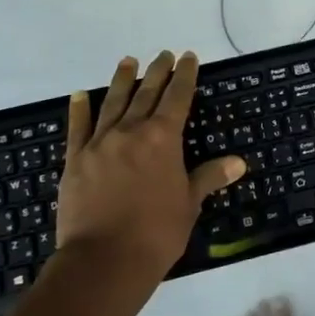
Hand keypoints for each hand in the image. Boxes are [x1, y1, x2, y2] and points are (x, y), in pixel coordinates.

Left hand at [57, 51, 245, 281]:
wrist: (103, 261)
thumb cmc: (156, 233)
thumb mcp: (189, 203)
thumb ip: (209, 176)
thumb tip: (239, 162)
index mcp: (163, 138)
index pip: (178, 97)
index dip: (185, 75)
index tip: (188, 57)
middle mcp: (131, 131)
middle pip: (146, 93)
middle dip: (157, 71)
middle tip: (164, 54)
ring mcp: (99, 143)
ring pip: (113, 102)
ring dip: (122, 80)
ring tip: (128, 61)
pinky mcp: (75, 160)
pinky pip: (77, 128)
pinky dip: (79, 109)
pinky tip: (79, 95)